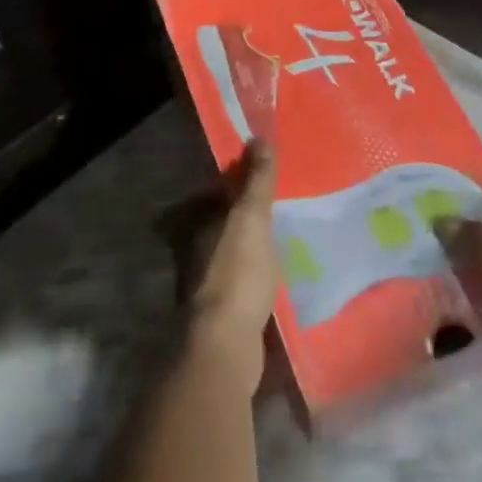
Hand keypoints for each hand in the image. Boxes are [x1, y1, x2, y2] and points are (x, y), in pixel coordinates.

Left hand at [188, 143, 280, 394]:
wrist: (226, 344)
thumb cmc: (237, 274)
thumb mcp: (251, 219)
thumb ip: (256, 182)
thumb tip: (259, 137)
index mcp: (199, 225)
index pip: (216, 195)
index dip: (237, 184)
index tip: (263, 179)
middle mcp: (196, 251)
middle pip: (222, 225)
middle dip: (245, 218)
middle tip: (280, 208)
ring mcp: (207, 285)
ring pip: (231, 255)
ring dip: (251, 248)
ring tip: (284, 241)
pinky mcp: (223, 313)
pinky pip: (242, 283)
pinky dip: (256, 276)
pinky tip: (278, 278)